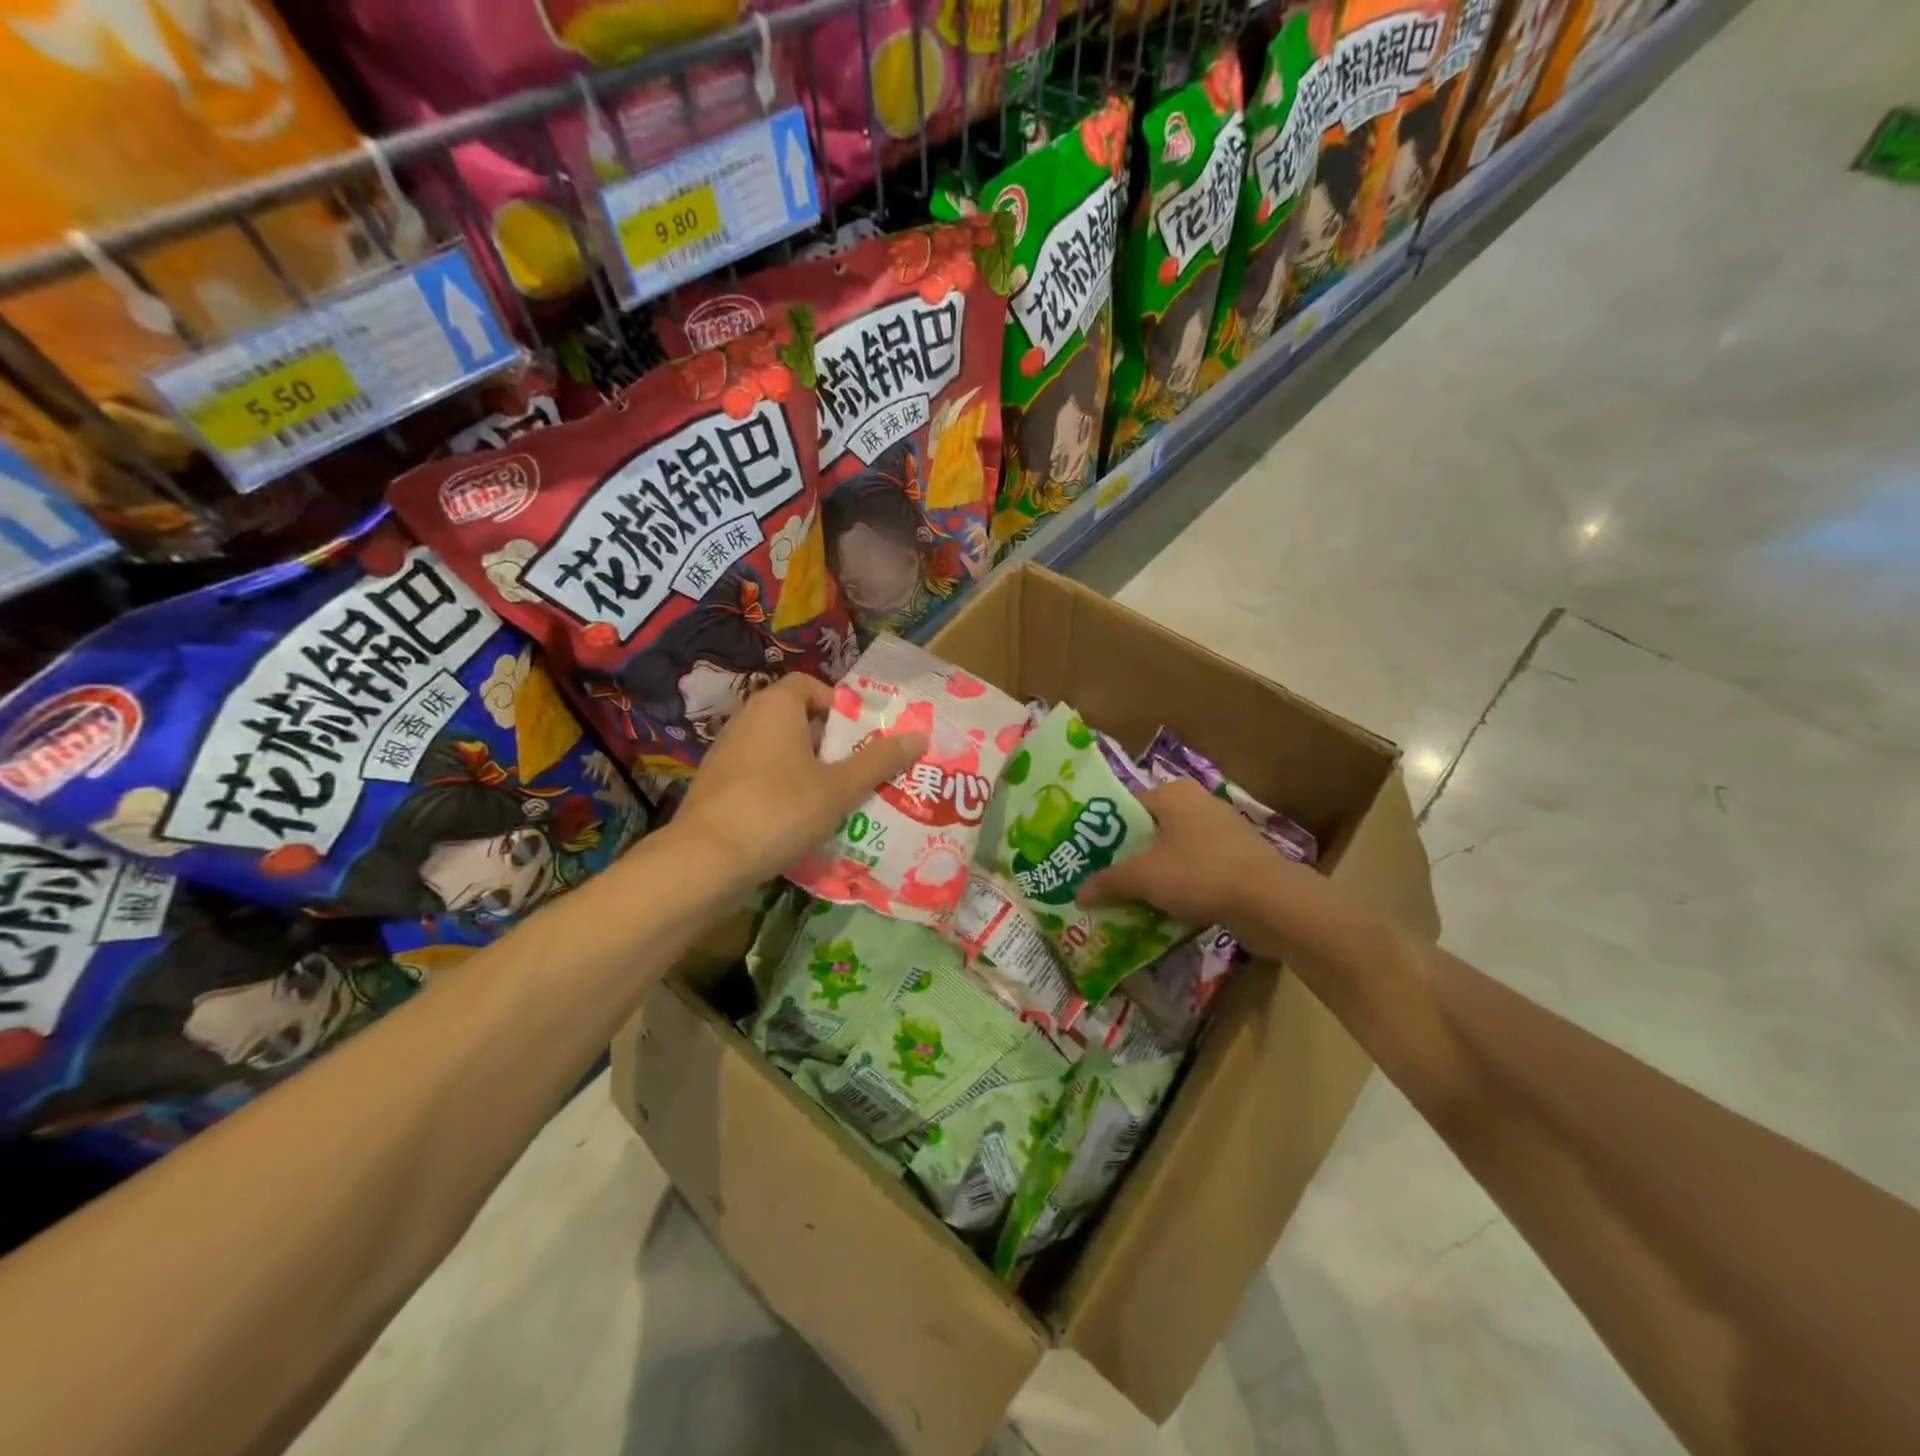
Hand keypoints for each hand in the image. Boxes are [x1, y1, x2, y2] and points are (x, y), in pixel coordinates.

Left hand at [672, 674, 927, 889]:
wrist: (706, 861)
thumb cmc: (780, 809)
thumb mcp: (839, 787)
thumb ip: (879, 761)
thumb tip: (920, 735)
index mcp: (775, 706)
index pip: (809, 685)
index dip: (839, 705)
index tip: (861, 736)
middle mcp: (746, 721)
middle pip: (797, 720)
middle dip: (831, 744)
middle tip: (860, 771)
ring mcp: (726, 756)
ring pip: (779, 753)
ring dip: (809, 771)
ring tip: (839, 800)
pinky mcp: (717, 789)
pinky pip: (760, 779)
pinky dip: (783, 792)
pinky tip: (802, 823)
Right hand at [1078, 778, 1293, 928]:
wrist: (1270, 902)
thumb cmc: (1199, 873)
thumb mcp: (1144, 878)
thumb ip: (1108, 882)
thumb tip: (1077, 893)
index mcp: (1173, 794)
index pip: (1127, 807)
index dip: (1104, 832)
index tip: (1087, 857)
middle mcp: (1198, 804)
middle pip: (1150, 831)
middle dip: (1129, 857)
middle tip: (1104, 882)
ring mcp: (1223, 832)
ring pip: (1174, 853)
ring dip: (1155, 875)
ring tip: (1130, 900)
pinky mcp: (1239, 860)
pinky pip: (1198, 870)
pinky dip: (1181, 887)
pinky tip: (1165, 911)